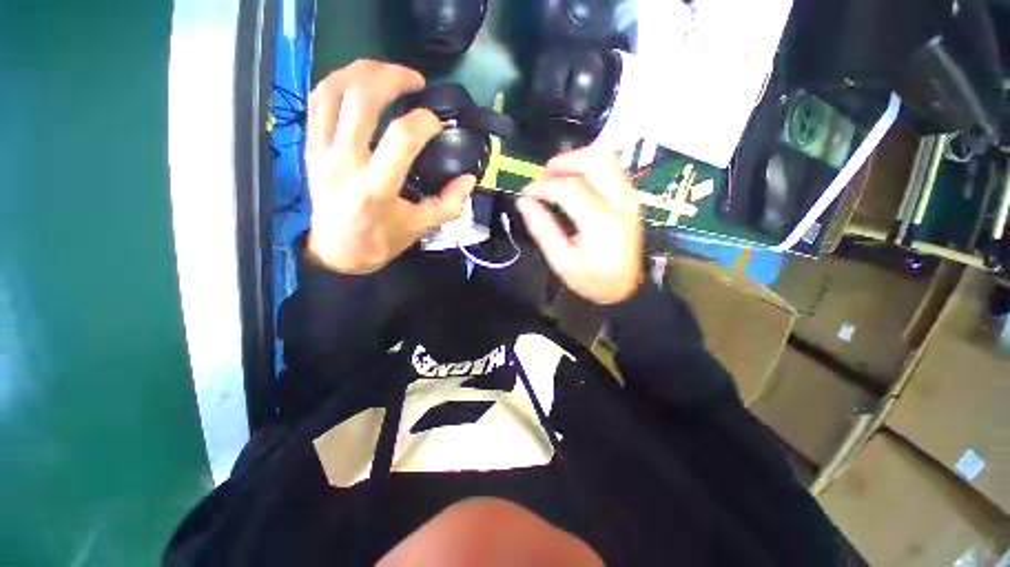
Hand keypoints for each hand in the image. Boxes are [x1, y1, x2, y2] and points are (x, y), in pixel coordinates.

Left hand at [305, 60, 475, 274]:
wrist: (337, 254)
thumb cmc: (381, 242)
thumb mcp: (420, 227)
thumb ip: (449, 204)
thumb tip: (469, 179)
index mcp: (376, 187)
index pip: (402, 137)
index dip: (425, 122)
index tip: (438, 125)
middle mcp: (345, 162)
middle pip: (361, 100)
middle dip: (392, 78)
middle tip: (416, 80)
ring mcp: (322, 152)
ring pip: (333, 91)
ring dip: (362, 71)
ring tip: (387, 71)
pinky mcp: (310, 148)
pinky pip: (317, 102)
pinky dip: (339, 82)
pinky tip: (358, 83)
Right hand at [516, 145, 643, 304]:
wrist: (628, 288)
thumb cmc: (593, 280)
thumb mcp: (561, 261)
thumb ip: (542, 229)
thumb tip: (524, 201)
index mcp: (601, 223)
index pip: (569, 188)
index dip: (542, 186)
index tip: (526, 194)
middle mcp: (620, 202)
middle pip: (593, 159)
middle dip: (563, 162)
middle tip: (544, 177)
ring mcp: (629, 197)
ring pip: (605, 158)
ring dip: (577, 161)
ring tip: (557, 178)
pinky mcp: (630, 197)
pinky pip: (611, 168)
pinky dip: (589, 167)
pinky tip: (575, 183)